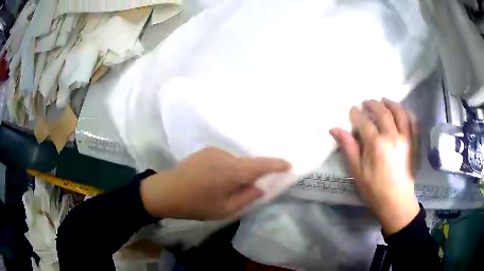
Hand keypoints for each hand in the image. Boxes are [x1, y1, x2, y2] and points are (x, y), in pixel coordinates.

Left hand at [140, 147, 290, 219]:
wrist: (166, 191)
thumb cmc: (196, 205)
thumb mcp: (224, 209)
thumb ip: (246, 198)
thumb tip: (259, 187)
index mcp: (231, 172)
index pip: (260, 165)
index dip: (275, 164)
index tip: (288, 164)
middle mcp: (225, 156)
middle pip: (247, 165)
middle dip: (250, 176)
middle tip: (241, 192)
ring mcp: (213, 151)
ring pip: (234, 163)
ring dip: (235, 174)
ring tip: (220, 188)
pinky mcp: (205, 151)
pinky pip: (224, 160)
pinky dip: (225, 169)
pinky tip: (211, 181)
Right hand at [330, 98, 418, 234]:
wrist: (396, 201)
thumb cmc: (374, 189)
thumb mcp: (357, 171)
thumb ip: (348, 147)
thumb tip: (335, 129)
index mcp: (376, 144)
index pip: (364, 121)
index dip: (357, 113)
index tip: (353, 110)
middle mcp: (392, 136)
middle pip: (382, 112)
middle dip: (372, 104)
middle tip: (366, 103)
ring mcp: (405, 138)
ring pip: (399, 112)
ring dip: (390, 103)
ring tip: (384, 101)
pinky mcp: (413, 142)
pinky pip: (411, 121)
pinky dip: (405, 112)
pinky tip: (400, 111)